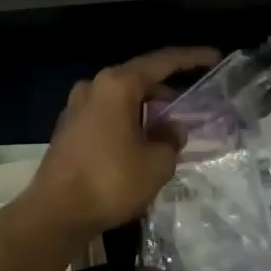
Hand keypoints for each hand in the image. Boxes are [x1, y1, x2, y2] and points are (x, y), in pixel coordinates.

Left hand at [29, 47, 221, 239]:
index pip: (163, 62)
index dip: (192, 58)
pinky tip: (140, 144)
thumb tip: (170, 129)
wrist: (55, 213)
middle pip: (140, 80)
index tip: (215, 57)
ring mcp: (77, 107)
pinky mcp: (68, 129)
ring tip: (168, 132)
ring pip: (122, 99)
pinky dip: (127, 122)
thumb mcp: (157, 162)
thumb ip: (171, 139)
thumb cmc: (111, 181)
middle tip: (191, 109)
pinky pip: (107, 115)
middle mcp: (94, 86)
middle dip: (167, 93)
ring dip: (146, 110)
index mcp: (117, 84)